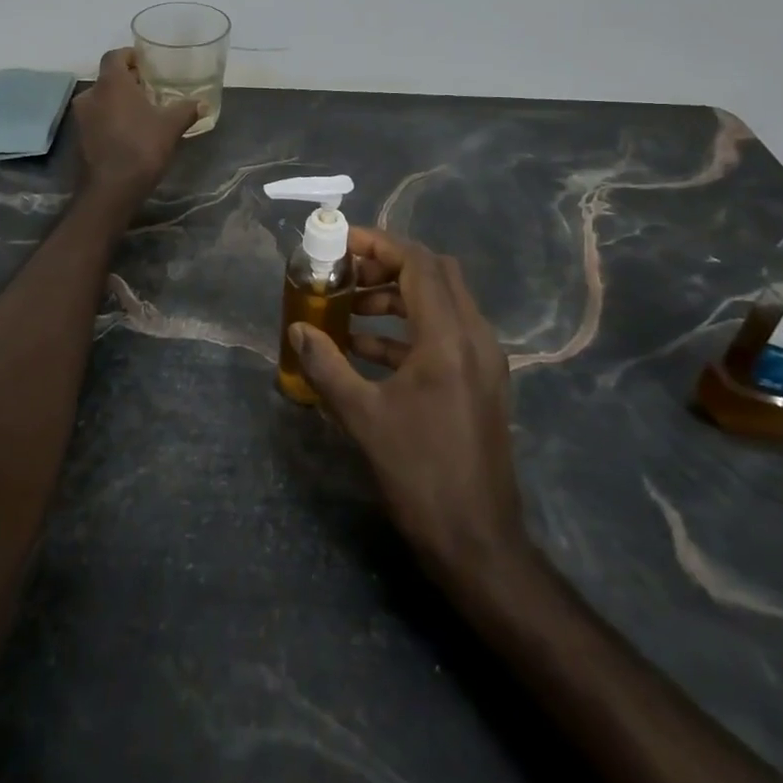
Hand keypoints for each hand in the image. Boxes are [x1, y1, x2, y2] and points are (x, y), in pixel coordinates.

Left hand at [71, 48, 201, 204]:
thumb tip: (202, 103)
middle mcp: (90, 94)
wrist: (111, 189)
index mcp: (111, 83)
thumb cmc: (141, 147)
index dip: (130, 55)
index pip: (115, 55)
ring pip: (101, 99)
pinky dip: (110, 119)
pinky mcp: (80, 138)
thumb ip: (186, 110)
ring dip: (118, 102)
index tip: (145, 62)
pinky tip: (129, 131)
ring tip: (142, 111)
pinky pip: (97, 118)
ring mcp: (81, 117)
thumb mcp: (171, 126)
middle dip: (128, 81)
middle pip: (108, 78)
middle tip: (149, 88)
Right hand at [290, 227, 530, 587]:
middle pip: (436, 274)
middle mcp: (475, 338)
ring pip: (442, 303)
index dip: (380, 245)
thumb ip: (327, 366)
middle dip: (389, 265)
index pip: (419, 264)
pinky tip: (368, 350)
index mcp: (450, 338)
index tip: (342, 243)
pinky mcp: (481, 381)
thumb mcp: (363, 417)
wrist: (477, 540)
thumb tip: (297, 329)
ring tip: (351, 309)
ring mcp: (484, 360)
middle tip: (347, 272)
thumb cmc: (419, 474)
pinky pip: (445, 334)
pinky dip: (409, 329)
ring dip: (397, 298)